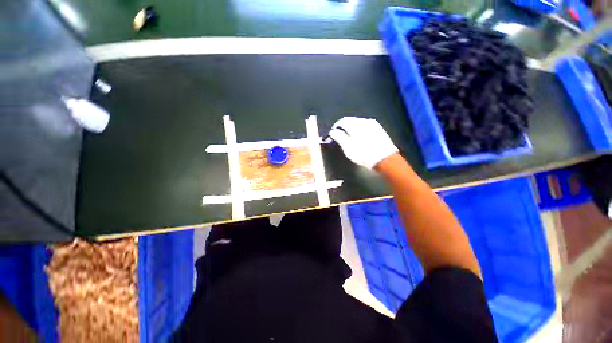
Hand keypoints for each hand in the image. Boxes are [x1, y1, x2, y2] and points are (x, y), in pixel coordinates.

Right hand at [328, 117, 397, 168]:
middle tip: (340, 136)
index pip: (342, 121)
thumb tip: (333, 131)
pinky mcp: (378, 128)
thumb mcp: (348, 148)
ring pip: (358, 122)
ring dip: (352, 127)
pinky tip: (360, 136)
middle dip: (344, 127)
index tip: (333, 134)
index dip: (336, 127)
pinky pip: (365, 125)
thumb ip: (339, 137)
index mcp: (355, 125)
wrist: (384, 159)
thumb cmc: (363, 154)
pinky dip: (360, 129)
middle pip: (350, 120)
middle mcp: (363, 121)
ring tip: (350, 137)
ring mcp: (372, 123)